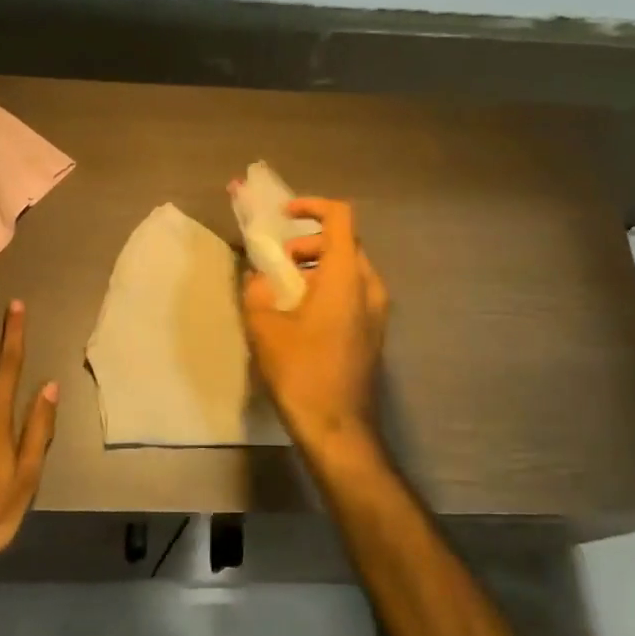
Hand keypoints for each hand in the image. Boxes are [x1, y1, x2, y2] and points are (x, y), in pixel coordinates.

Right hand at [241, 197, 389, 451]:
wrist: (339, 429)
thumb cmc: (302, 373)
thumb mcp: (264, 328)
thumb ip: (257, 292)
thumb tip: (258, 279)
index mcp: (346, 277)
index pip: (340, 217)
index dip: (312, 206)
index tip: (284, 216)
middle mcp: (370, 287)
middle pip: (344, 243)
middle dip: (308, 243)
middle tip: (278, 263)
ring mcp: (378, 312)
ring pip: (349, 269)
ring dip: (317, 267)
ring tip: (285, 291)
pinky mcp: (374, 332)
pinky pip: (353, 293)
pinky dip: (328, 288)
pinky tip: (302, 316)